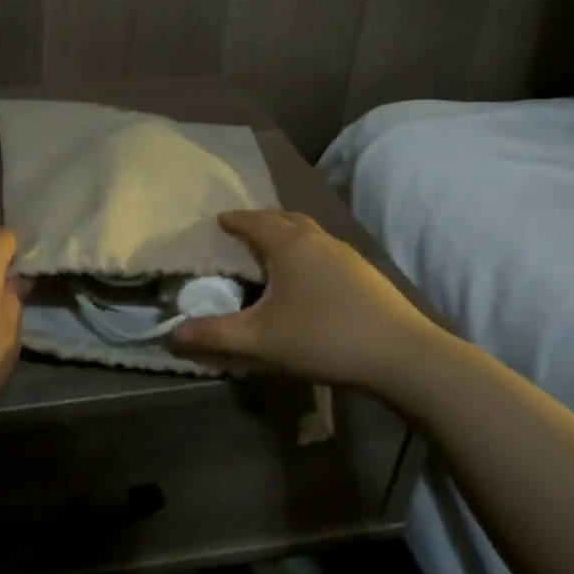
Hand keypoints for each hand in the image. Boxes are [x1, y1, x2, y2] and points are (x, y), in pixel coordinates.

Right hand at [170, 210, 444, 396]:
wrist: (403, 356)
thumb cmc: (324, 338)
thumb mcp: (261, 340)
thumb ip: (214, 334)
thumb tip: (170, 334)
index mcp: (289, 245)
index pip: (253, 220)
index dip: (233, 220)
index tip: (218, 221)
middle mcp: (317, 239)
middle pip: (284, 217)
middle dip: (260, 221)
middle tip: (242, 233)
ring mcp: (346, 254)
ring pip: (308, 232)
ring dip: (286, 234)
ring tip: (271, 253)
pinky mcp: (365, 273)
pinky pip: (325, 249)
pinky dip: (307, 252)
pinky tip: (307, 279)